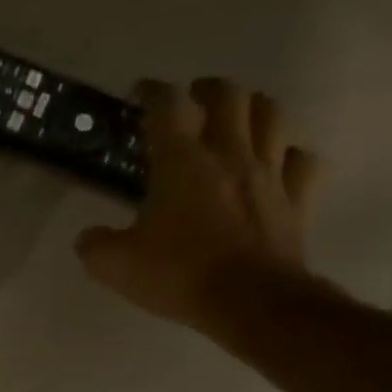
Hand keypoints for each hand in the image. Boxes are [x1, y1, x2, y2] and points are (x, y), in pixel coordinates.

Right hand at [75, 77, 321, 332]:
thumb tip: (89, 237)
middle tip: (193, 100)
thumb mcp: (114, 264)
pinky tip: (277, 163)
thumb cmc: (178, 274)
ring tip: (237, 119)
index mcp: (182, 162)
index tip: (141, 92)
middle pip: (230, 96)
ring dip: (253, 109)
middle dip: (209, 89)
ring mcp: (270, 174)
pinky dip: (290, 155)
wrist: (250, 301)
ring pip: (272, 116)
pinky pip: (303, 161)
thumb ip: (95, 244)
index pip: (167, 107)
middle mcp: (229, 154)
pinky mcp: (297, 199)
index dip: (152, 92)